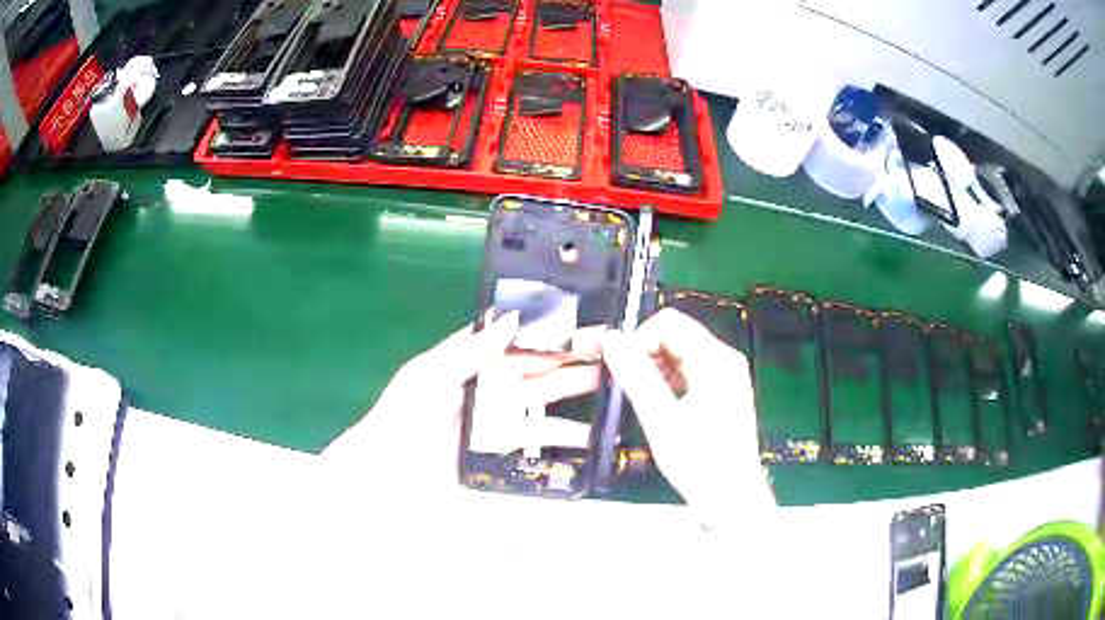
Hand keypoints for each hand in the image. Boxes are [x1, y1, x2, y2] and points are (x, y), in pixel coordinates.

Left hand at [320, 312, 600, 492]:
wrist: (390, 472)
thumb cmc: (404, 416)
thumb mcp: (430, 376)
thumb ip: (470, 350)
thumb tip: (512, 318)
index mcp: (472, 356)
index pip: (518, 334)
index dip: (550, 324)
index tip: (586, 317)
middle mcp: (492, 380)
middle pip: (539, 362)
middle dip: (574, 353)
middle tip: (615, 347)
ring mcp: (501, 412)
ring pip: (546, 395)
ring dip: (578, 390)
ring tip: (615, 384)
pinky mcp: (505, 443)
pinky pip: (540, 434)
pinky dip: (566, 435)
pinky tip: (593, 435)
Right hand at [603, 308, 773, 528]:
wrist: (730, 498)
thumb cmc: (699, 461)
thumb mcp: (661, 420)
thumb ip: (636, 376)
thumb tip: (611, 338)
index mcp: (716, 359)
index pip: (669, 322)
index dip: (640, 338)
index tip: (621, 369)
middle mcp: (724, 359)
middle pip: (676, 336)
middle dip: (646, 354)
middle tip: (626, 386)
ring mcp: (726, 376)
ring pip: (679, 354)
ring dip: (655, 369)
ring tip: (642, 401)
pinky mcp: (722, 392)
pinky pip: (688, 372)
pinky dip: (668, 382)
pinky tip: (659, 407)